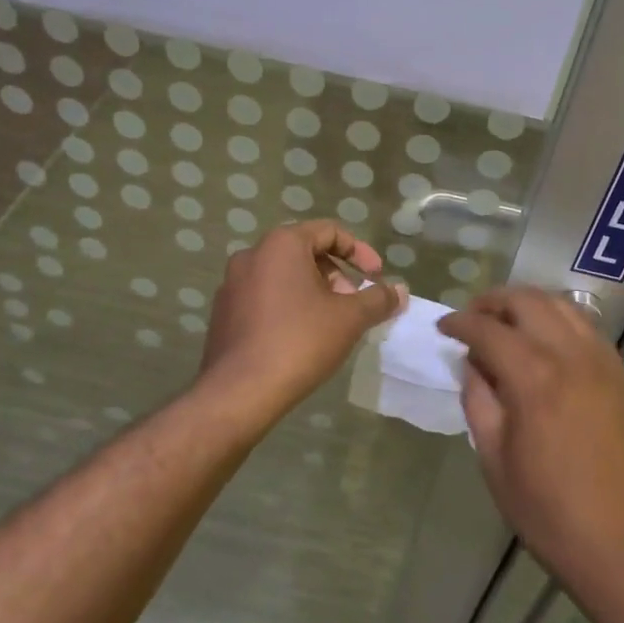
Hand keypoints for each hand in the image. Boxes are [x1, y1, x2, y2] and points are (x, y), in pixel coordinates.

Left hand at [198, 221, 405, 427]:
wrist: (241, 391)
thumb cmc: (300, 341)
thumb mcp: (350, 318)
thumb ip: (378, 299)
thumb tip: (401, 290)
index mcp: (281, 245)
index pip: (329, 231)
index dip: (359, 251)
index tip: (376, 277)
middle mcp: (252, 255)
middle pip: (304, 252)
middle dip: (336, 275)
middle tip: (354, 304)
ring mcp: (232, 284)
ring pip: (283, 276)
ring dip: (313, 291)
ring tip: (331, 323)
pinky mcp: (223, 312)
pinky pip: (264, 297)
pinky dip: (288, 306)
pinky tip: (301, 337)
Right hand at [439, 288, 623, 579]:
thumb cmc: (548, 510)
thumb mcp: (494, 458)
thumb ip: (479, 400)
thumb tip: (473, 364)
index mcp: (534, 377)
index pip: (488, 329)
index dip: (459, 323)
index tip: (443, 327)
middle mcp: (571, 355)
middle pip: (528, 301)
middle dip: (493, 301)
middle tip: (472, 319)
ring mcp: (603, 362)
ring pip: (562, 307)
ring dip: (528, 305)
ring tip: (507, 325)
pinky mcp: (622, 376)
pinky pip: (586, 329)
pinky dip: (559, 322)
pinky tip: (545, 345)